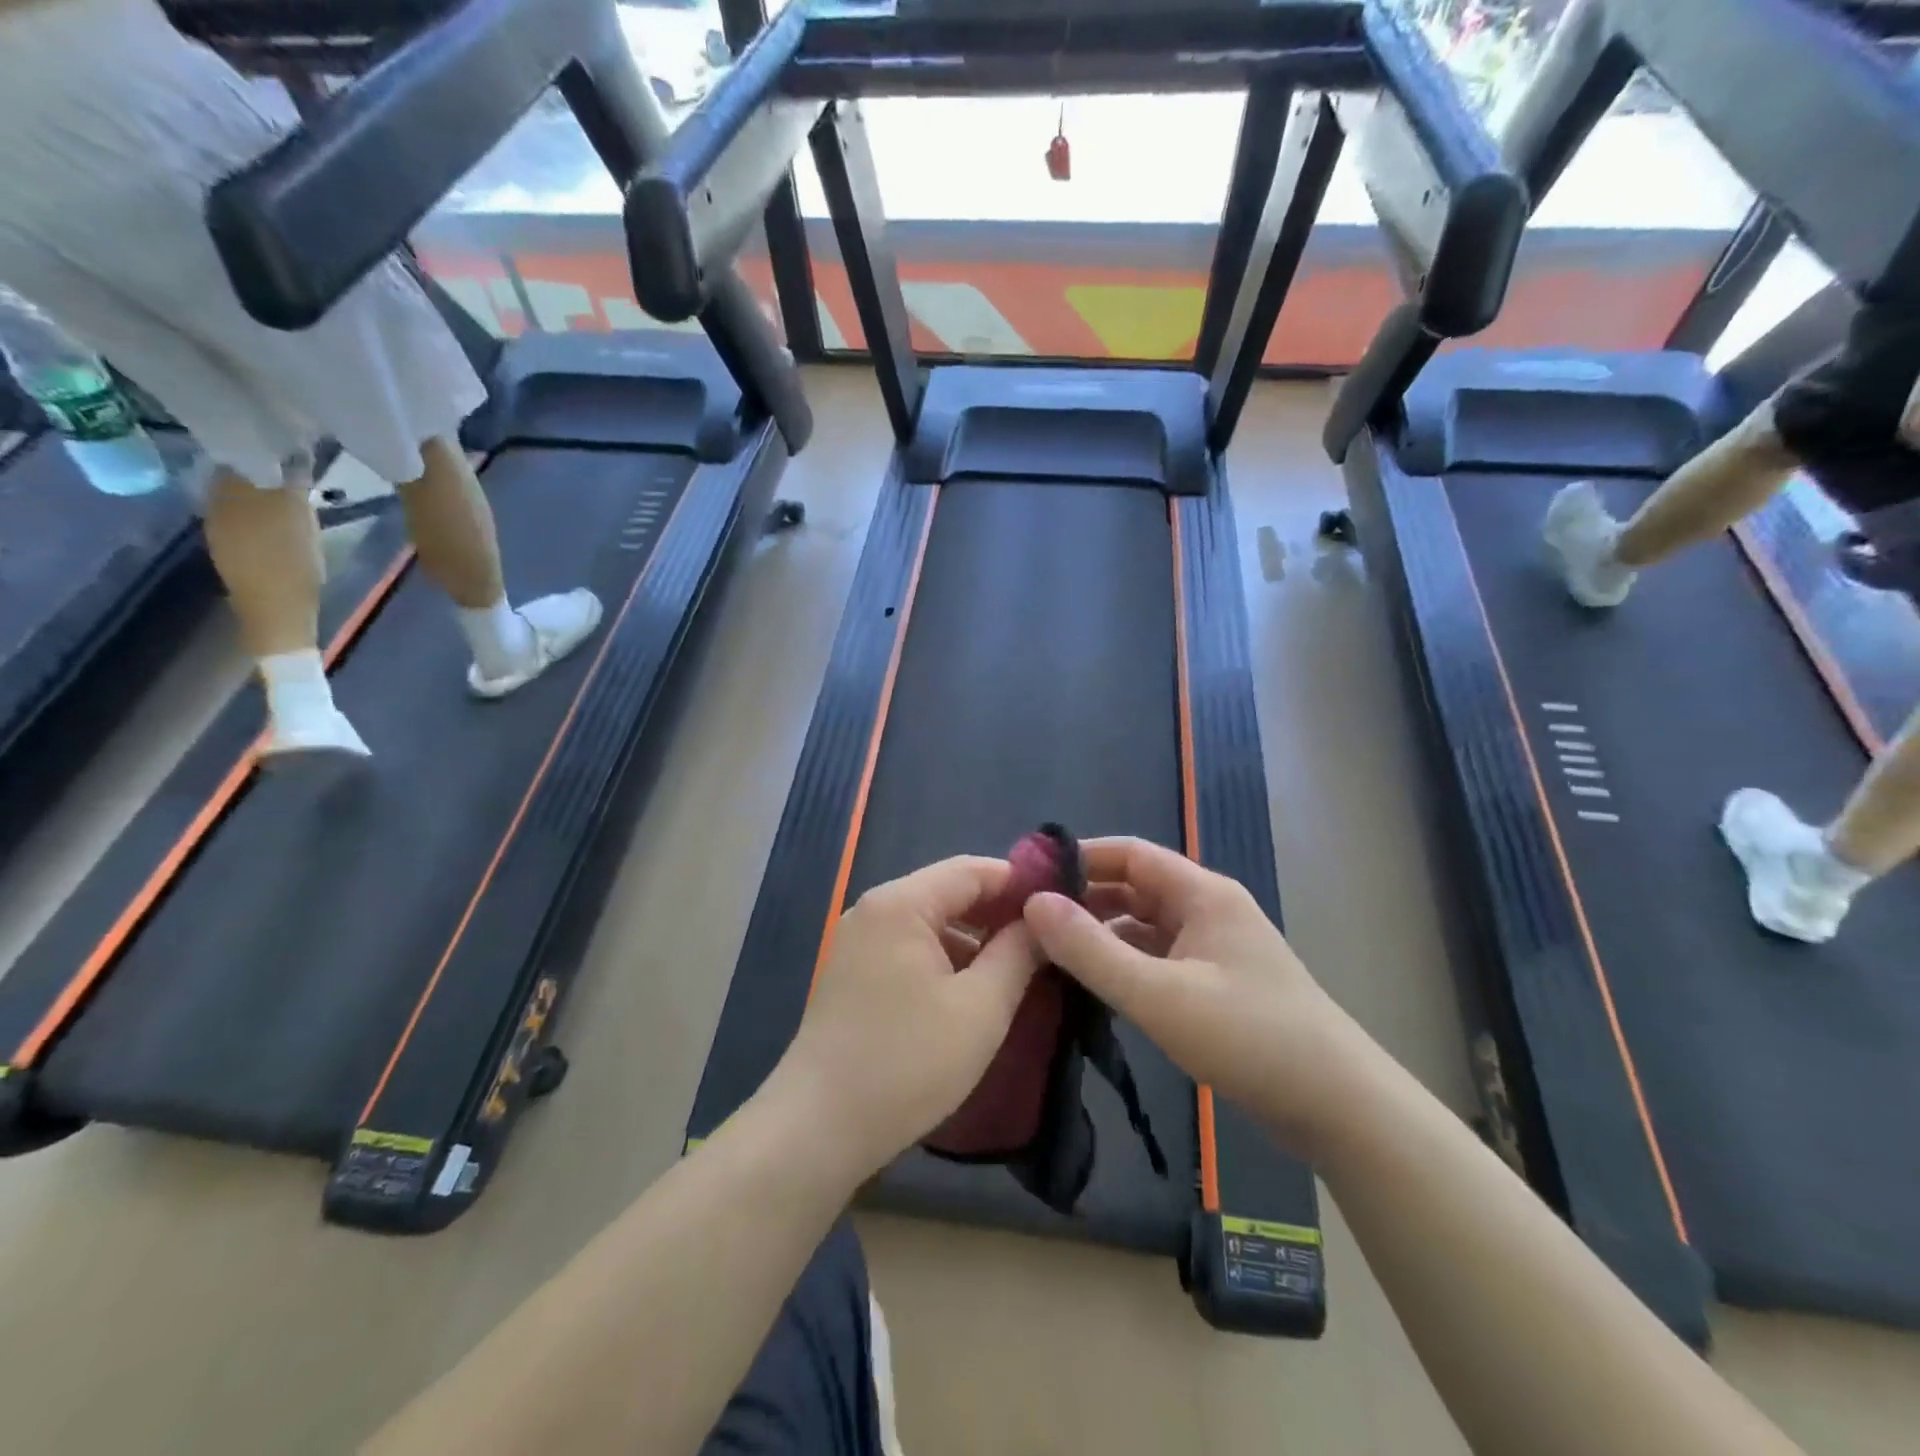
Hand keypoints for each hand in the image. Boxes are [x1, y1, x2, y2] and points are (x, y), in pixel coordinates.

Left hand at [772, 856, 1042, 1177]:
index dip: (1019, 882)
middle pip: (948, 892)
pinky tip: (971, 989)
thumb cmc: (907, 1063)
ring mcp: (857, 940)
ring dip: (972, 938)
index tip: (1061, 905)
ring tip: (1017, 968)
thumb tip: (1041, 921)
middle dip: (998, 913)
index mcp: (901, 903)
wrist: (817, 1127)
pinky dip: (944, 958)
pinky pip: (908, 947)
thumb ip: (1017, 955)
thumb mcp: (980, 1008)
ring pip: (929, 922)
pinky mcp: (852, 972)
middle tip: (1046, 940)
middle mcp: (874, 909)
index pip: (971, 870)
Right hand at [1021, 838, 1358, 1156]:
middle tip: (1028, 918)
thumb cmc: (1248, 1038)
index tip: (1029, 875)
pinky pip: (1157, 957)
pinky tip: (1093, 985)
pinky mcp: (1216, 984)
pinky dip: (1124, 963)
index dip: (1080, 857)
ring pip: (1144, 925)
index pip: (1130, 853)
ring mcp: (1214, 948)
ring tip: (1048, 951)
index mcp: (1202, 894)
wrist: (1338, 1107)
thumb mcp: (1158, 994)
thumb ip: (1091, 950)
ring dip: (1101, 933)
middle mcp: (1208, 910)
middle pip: (1135, 887)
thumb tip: (1032, 903)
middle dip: (1084, 898)